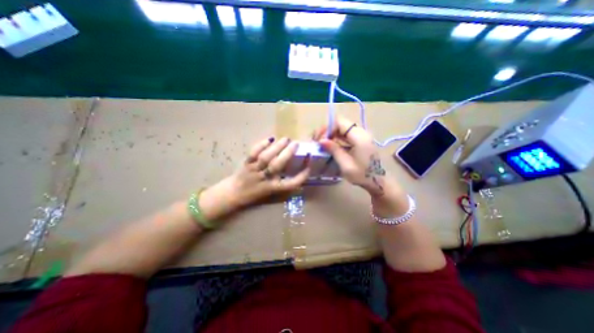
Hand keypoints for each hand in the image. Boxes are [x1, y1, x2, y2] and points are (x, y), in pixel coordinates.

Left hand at [219, 136, 307, 205]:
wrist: (233, 193)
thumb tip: (298, 178)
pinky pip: (253, 153)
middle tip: (296, 144)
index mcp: (273, 188)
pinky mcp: (246, 163)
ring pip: (266, 157)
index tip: (309, 166)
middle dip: (288, 153)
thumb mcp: (271, 193)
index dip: (302, 176)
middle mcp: (264, 179)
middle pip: (278, 165)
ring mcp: (254, 170)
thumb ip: (284, 185)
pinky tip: (270, 139)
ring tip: (286, 139)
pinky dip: (261, 145)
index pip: (291, 183)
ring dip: (277, 147)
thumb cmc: (255, 194)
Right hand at [313, 115, 387, 195]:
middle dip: (327, 130)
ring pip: (342, 128)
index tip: (320, 140)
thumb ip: (334, 150)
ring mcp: (361, 136)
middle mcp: (361, 132)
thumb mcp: (346, 165)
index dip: (327, 128)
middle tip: (318, 141)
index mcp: (359, 137)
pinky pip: (346, 134)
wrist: (378, 181)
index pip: (339, 122)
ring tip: (322, 144)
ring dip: (331, 134)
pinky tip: (331, 146)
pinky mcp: (360, 140)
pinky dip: (336, 138)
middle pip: (340, 123)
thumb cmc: (362, 175)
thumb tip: (321, 140)